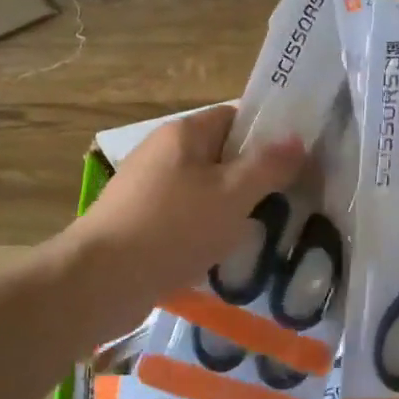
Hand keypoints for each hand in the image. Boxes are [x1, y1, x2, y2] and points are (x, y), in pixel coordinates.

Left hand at [73, 104, 306, 302]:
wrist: (100, 280)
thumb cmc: (174, 228)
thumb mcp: (233, 195)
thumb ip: (268, 166)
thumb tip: (297, 140)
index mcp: (184, 133)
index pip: (236, 117)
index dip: (269, 134)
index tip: (298, 160)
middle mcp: (162, 151)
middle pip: (220, 154)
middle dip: (252, 176)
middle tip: (287, 200)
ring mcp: (146, 187)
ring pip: (203, 188)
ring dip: (230, 207)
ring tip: (261, 231)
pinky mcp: (138, 220)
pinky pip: (183, 216)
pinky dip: (204, 229)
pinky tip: (221, 252)